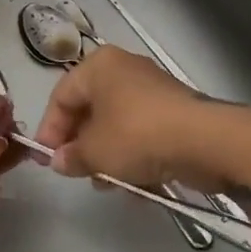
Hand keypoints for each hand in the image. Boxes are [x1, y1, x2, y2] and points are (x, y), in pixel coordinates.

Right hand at [31, 46, 203, 186]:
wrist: (205, 141)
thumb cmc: (136, 135)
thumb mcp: (94, 151)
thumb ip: (71, 156)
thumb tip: (59, 161)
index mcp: (98, 66)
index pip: (61, 96)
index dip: (49, 129)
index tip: (45, 160)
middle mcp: (124, 70)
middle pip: (90, 108)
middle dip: (81, 144)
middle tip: (75, 171)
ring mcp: (152, 90)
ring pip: (117, 124)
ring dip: (107, 154)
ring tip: (105, 183)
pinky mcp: (176, 112)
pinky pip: (143, 133)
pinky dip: (135, 156)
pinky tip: (135, 185)